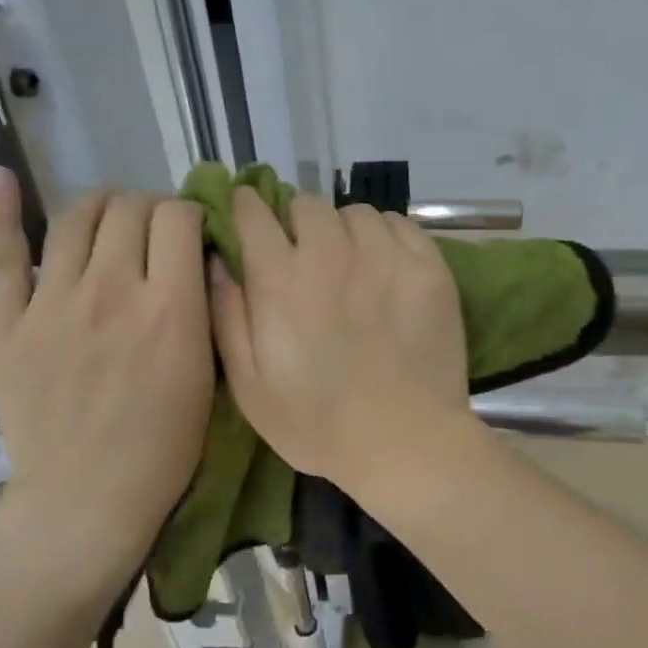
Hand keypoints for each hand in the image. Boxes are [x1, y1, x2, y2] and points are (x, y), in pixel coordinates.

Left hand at [0, 169, 213, 598]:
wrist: (86, 501)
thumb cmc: (163, 450)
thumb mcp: (208, 379)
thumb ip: (206, 312)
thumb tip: (199, 261)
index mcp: (169, 308)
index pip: (179, 217)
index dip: (191, 214)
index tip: (193, 235)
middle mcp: (112, 290)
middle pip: (131, 207)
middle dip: (151, 209)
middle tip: (156, 236)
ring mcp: (53, 302)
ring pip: (78, 216)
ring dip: (103, 206)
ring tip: (111, 221)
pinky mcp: (7, 322)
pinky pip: (3, 254)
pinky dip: (1, 209)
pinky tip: (2, 177)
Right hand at [209, 188, 473, 492]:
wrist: (406, 443)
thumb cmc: (318, 424)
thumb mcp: (250, 387)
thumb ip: (227, 316)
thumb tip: (219, 260)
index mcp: (280, 279)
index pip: (253, 213)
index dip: (246, 208)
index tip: (249, 217)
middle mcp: (330, 254)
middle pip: (307, 205)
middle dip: (297, 223)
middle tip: (304, 255)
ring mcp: (384, 256)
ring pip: (354, 212)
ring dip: (343, 230)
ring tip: (350, 262)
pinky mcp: (427, 266)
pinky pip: (399, 223)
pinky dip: (385, 235)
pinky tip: (385, 265)